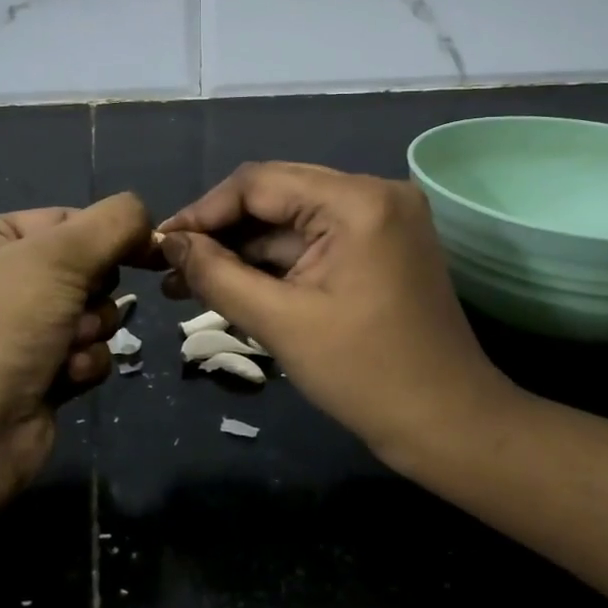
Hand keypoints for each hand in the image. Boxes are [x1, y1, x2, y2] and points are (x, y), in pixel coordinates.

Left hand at [0, 193, 153, 497]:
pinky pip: (85, 353)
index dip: (103, 235)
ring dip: (92, 329)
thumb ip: (114, 223)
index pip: (64, 219)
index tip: (143, 249)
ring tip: (69, 348)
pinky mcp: (35, 377)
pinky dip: (84, 363)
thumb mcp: (57, 255)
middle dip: (93, 290)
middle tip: (79, 306)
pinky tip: (66, 377)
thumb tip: (146, 219)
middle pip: (82, 267)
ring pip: (90, 313)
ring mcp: (13, 333)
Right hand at [158, 163, 505, 457]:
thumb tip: (169, 243)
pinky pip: (316, 241)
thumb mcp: (280, 322)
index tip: (159, 243)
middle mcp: (374, 193)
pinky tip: (233, 284)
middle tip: (169, 265)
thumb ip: (217, 274)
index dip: (204, 211)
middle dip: (221, 233)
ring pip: (293, 222)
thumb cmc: (365, 375)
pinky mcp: (382, 245)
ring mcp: (382, 219)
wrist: (449, 424)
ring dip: (245, 251)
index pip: (260, 183)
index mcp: (357, 200)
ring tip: (186, 281)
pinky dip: (277, 263)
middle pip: (277, 196)